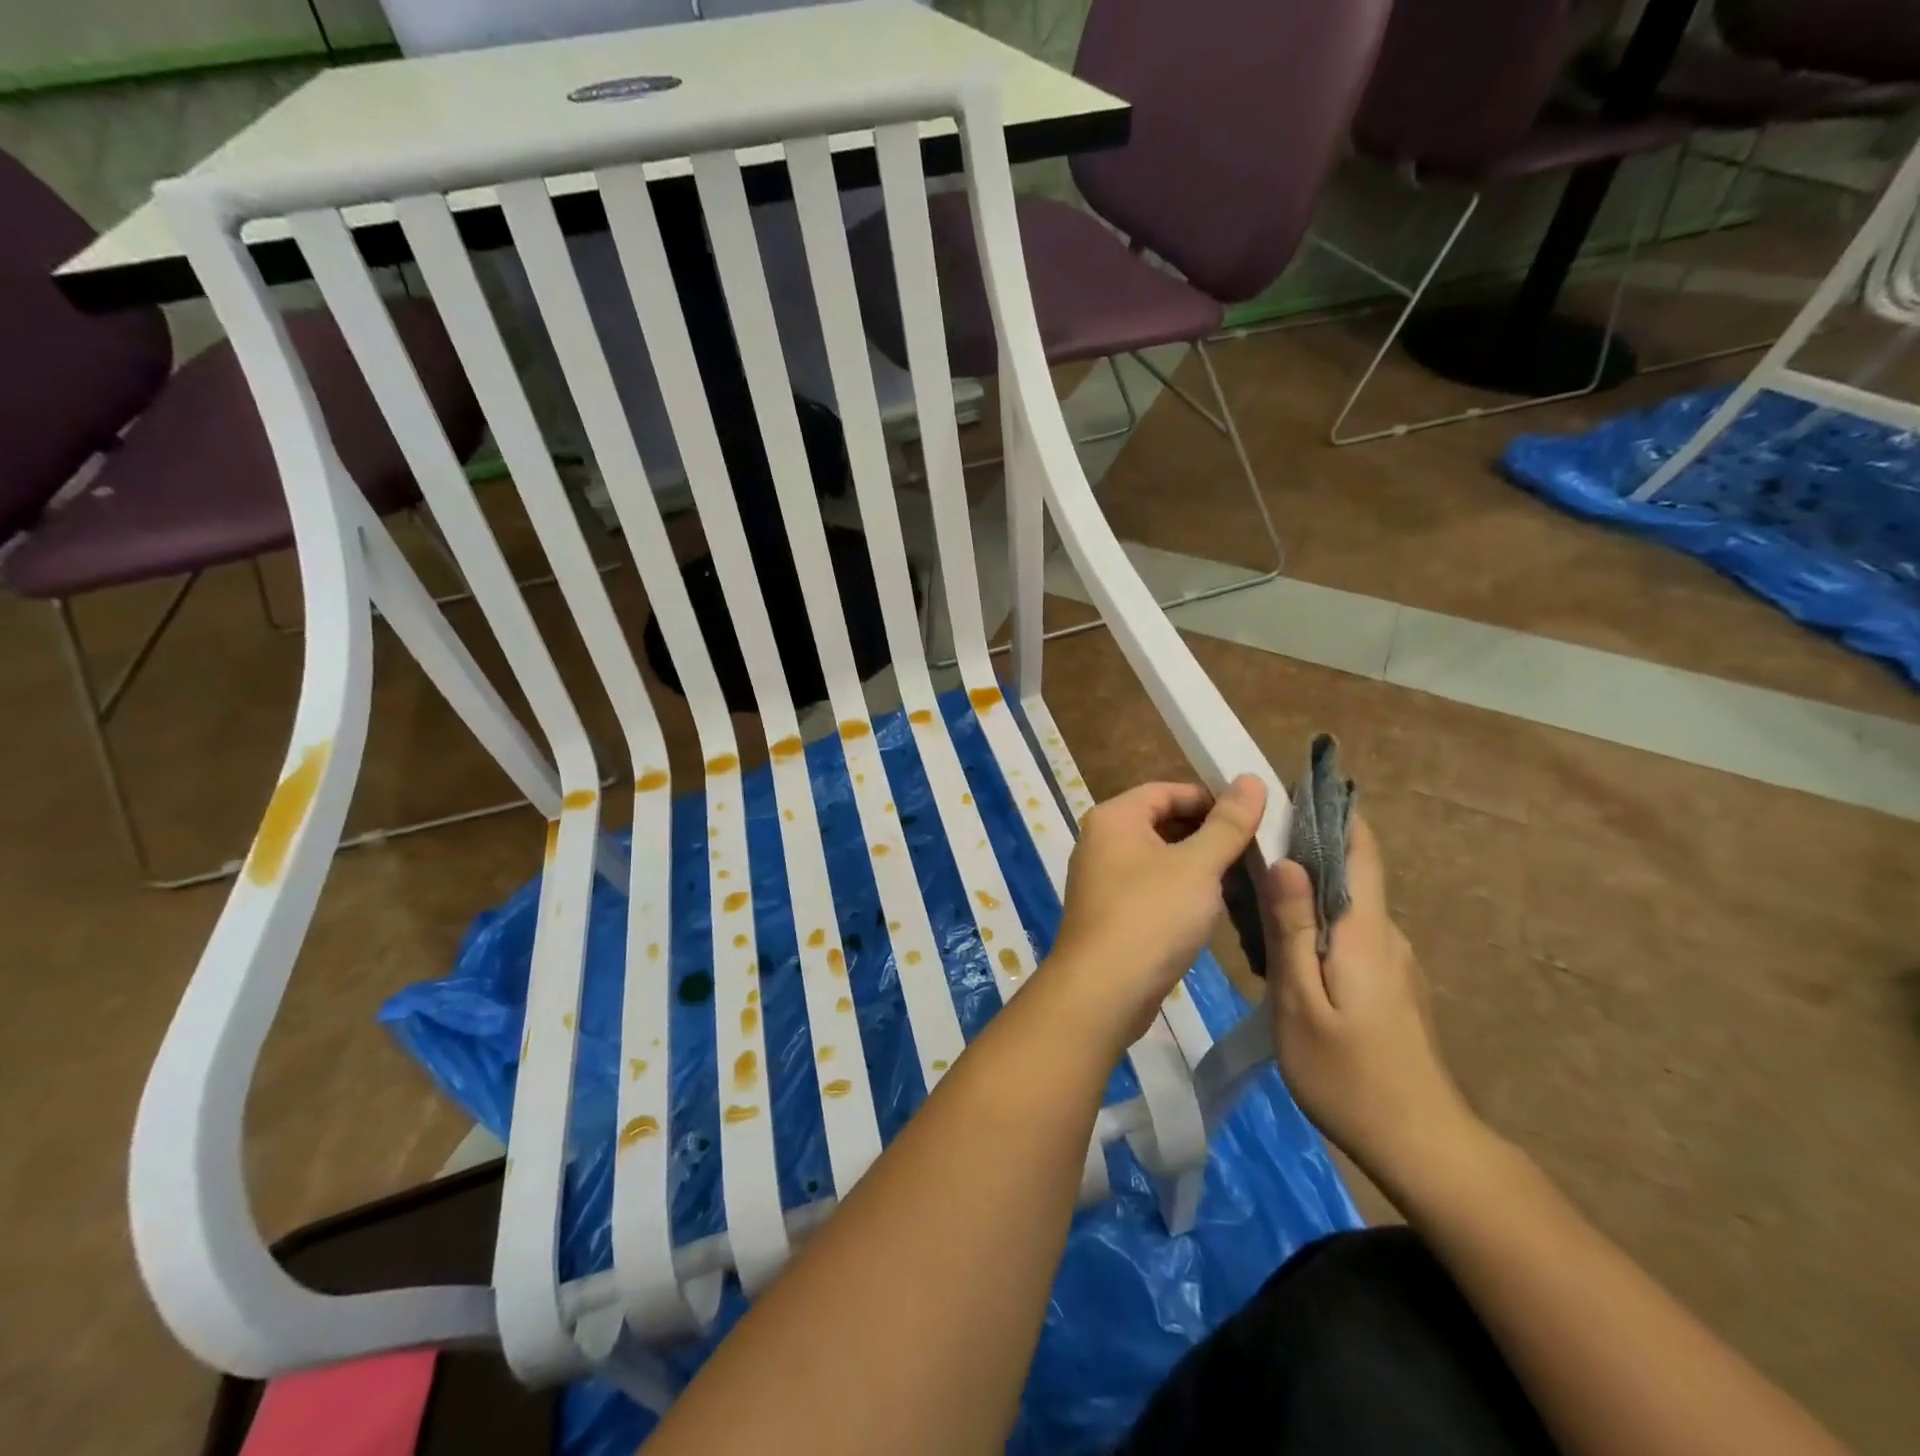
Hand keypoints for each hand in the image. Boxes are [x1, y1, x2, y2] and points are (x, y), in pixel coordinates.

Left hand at [1047, 776, 1267, 1054]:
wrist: (1103, 989)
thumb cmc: (1151, 915)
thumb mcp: (1198, 865)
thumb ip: (1227, 823)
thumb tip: (1251, 779)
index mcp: (1114, 817)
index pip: (1167, 790)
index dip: (1211, 799)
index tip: (1253, 817)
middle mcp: (1101, 841)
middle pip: (1162, 822)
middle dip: (1208, 833)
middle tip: (1255, 850)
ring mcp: (1103, 879)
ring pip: (1160, 858)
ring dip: (1198, 865)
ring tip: (1244, 878)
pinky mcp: (1111, 913)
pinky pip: (1152, 888)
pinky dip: (1181, 891)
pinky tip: (1214, 908)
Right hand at [1260, 813, 1479, 1192]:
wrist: (1423, 1147)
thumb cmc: (1349, 1074)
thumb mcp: (1300, 1002)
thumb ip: (1291, 929)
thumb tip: (1286, 862)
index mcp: (1365, 930)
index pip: (1359, 849)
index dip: (1332, 812)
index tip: (1295, 787)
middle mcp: (1386, 935)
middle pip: (1346, 875)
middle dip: (1300, 855)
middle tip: (1244, 857)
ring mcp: (1394, 962)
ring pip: (1343, 909)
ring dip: (1303, 896)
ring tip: (1250, 905)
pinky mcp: (1392, 987)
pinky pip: (1348, 937)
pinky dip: (1314, 927)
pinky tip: (1282, 953)